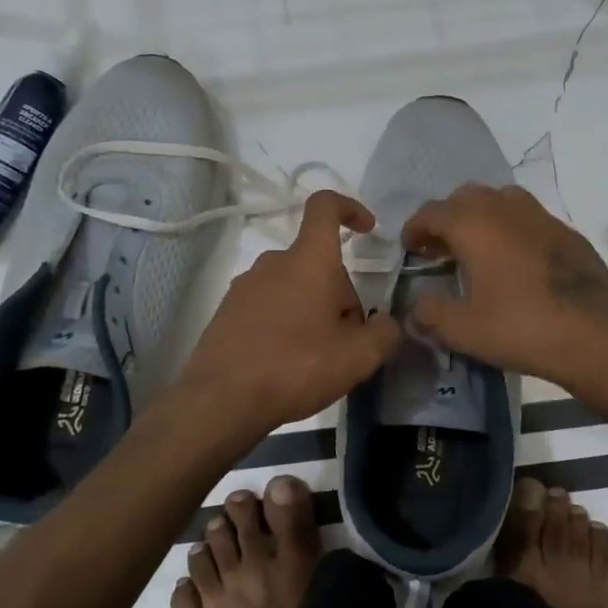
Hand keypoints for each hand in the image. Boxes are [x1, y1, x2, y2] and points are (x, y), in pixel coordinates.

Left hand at [177, 191, 402, 433]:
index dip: (350, 208)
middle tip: (346, 342)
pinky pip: (268, 306)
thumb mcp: (357, 358)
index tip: (368, 229)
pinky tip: (285, 364)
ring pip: (293, 287)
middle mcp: (273, 262)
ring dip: (312, 311)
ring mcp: (245, 286)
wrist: (221, 400)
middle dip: (339, 294)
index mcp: (308, 261)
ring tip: (315, 359)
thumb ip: (385, 334)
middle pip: (317, 263)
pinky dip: (284, 324)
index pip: (325, 207)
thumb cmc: (295, 367)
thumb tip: (386, 323)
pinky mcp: (227, 311)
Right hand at [402, 184, 607, 387]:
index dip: (415, 228)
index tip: (410, 248)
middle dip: (447, 218)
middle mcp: (506, 209)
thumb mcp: (463, 330)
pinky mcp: (568, 233)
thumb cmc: (522, 328)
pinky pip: (529, 218)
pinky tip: (516, 262)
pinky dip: (512, 229)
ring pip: (501, 200)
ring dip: (481, 217)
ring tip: (477, 249)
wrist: (597, 336)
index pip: (432, 212)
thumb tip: (414, 308)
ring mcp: (542, 217)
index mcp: (475, 225)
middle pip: (466, 197)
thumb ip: (430, 314)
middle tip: (440, 249)